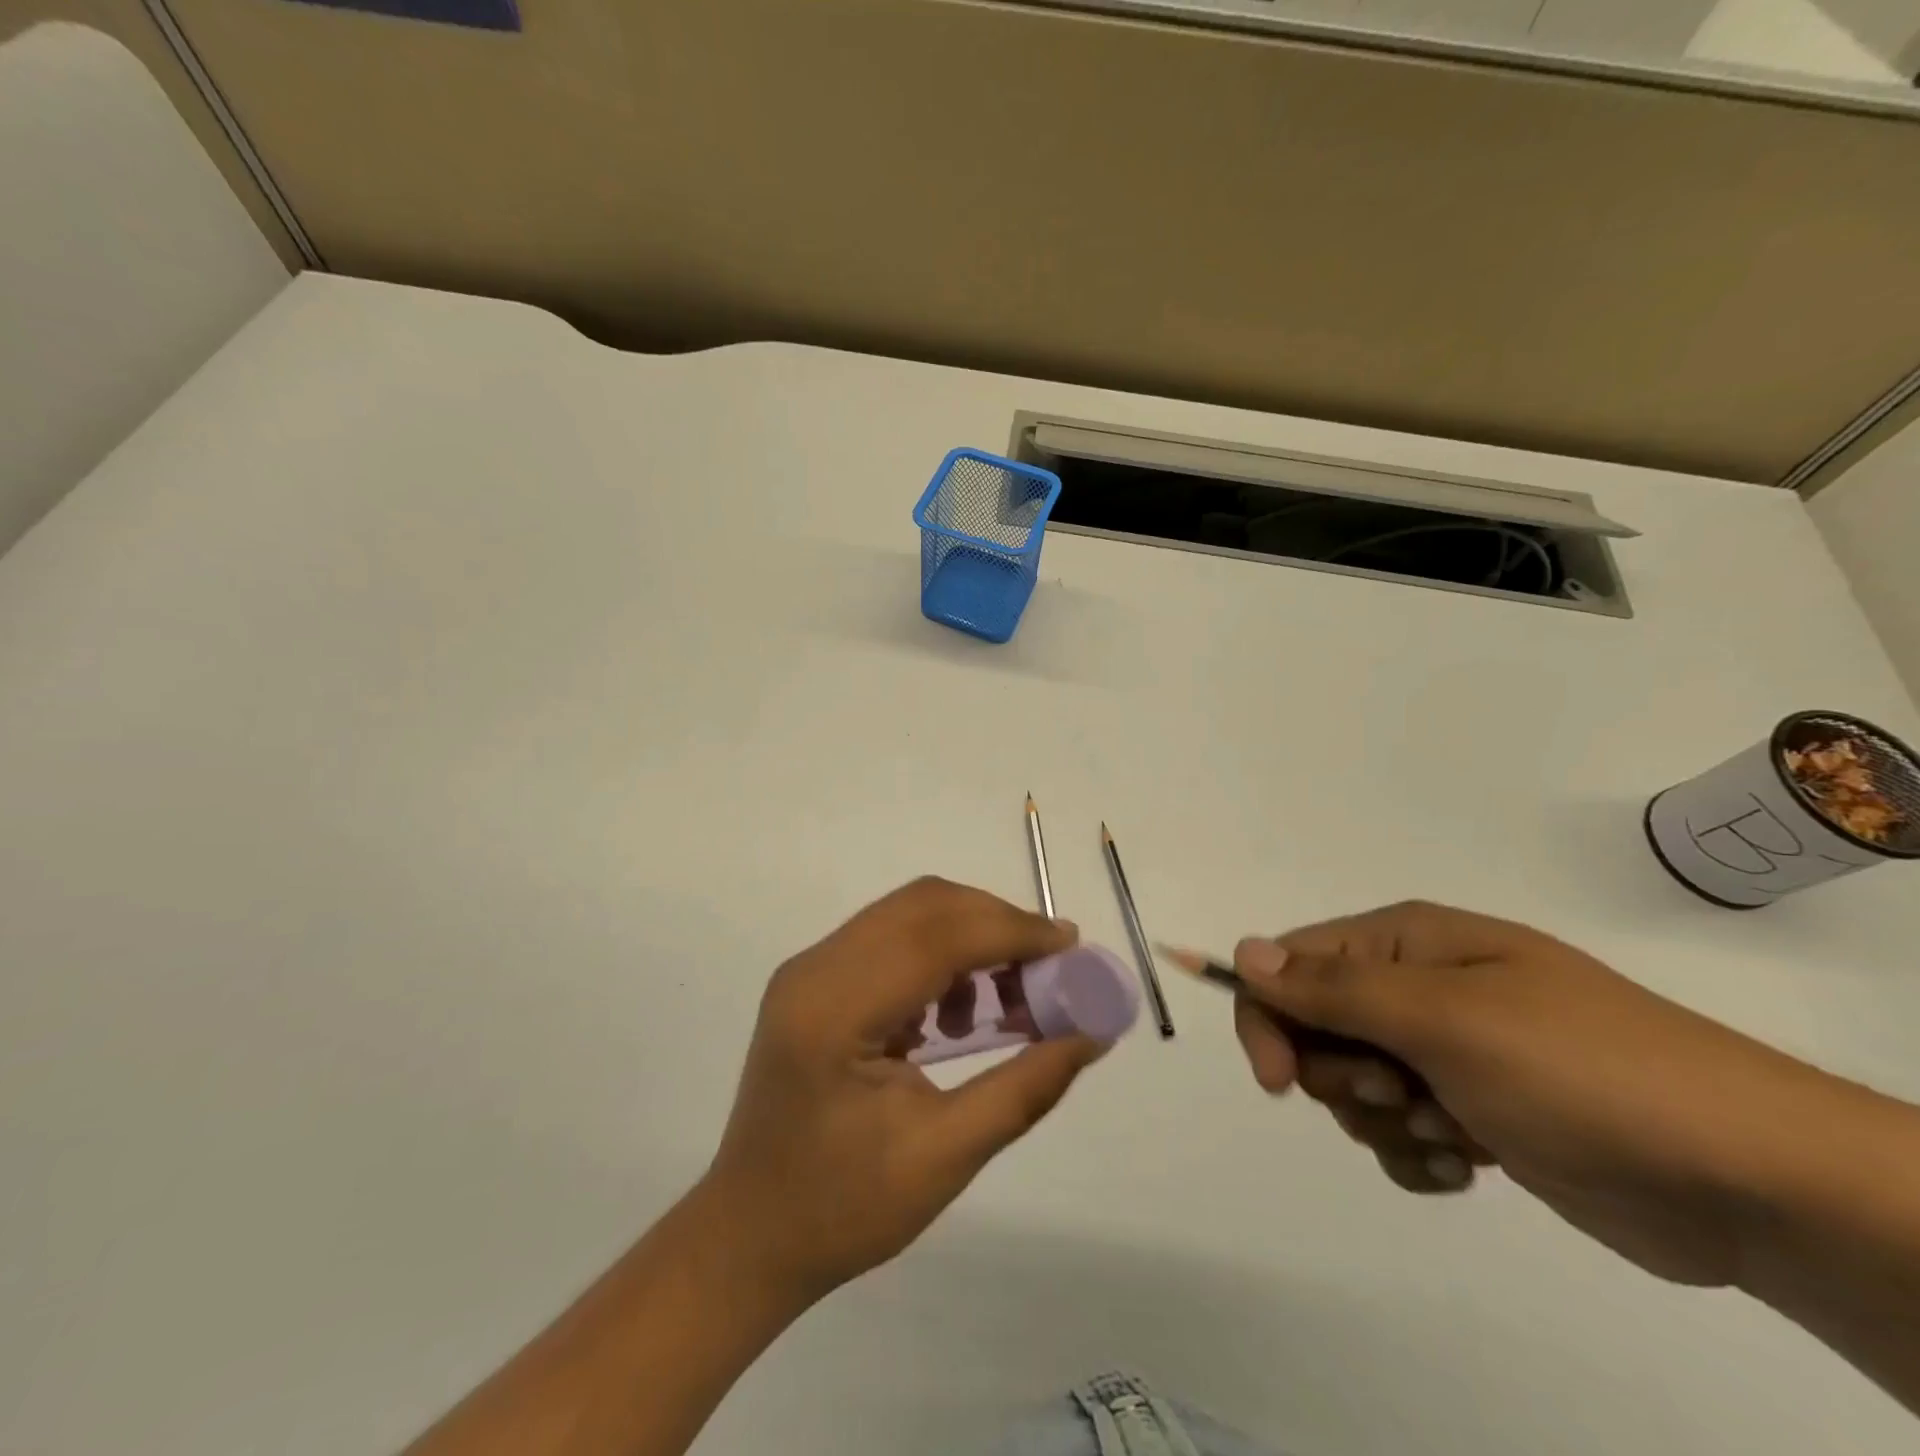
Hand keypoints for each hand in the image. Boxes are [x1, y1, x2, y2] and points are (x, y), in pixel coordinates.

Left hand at [700, 877, 1108, 1305]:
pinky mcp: (814, 979)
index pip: (934, 937)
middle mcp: (814, 969)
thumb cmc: (842, 1209)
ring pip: (907, 913)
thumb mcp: (944, 1158)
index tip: (1070, 944)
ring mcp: (808, 968)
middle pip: (921, 907)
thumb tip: (1091, 1035)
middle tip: (1049, 969)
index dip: (1009, 931)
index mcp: (833, 1011)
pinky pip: (890, 937)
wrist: (749, 1234)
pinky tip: (957, 1015)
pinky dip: (939, 954)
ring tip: (1006, 1003)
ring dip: (969, 937)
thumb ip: (1023, 1089)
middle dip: (995, 924)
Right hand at [1231, 901, 1836, 1286]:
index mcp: (1406, 943)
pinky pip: (1397, 1133)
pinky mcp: (1472, 1112)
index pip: (1290, 964)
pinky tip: (1470, 1165)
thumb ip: (1332, 987)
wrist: (1747, 1179)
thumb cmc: (1579, 1070)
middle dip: (1341, 1075)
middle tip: (1399, 1093)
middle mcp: (1417, 987)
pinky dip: (1418, 1155)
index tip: (1278, 1081)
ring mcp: (1446, 1051)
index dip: (1268, 1016)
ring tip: (1452, 1131)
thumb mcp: (1444, 1018)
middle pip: (1315, 1028)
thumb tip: (1240, 951)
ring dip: (1384, 1121)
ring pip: (1352, 1088)